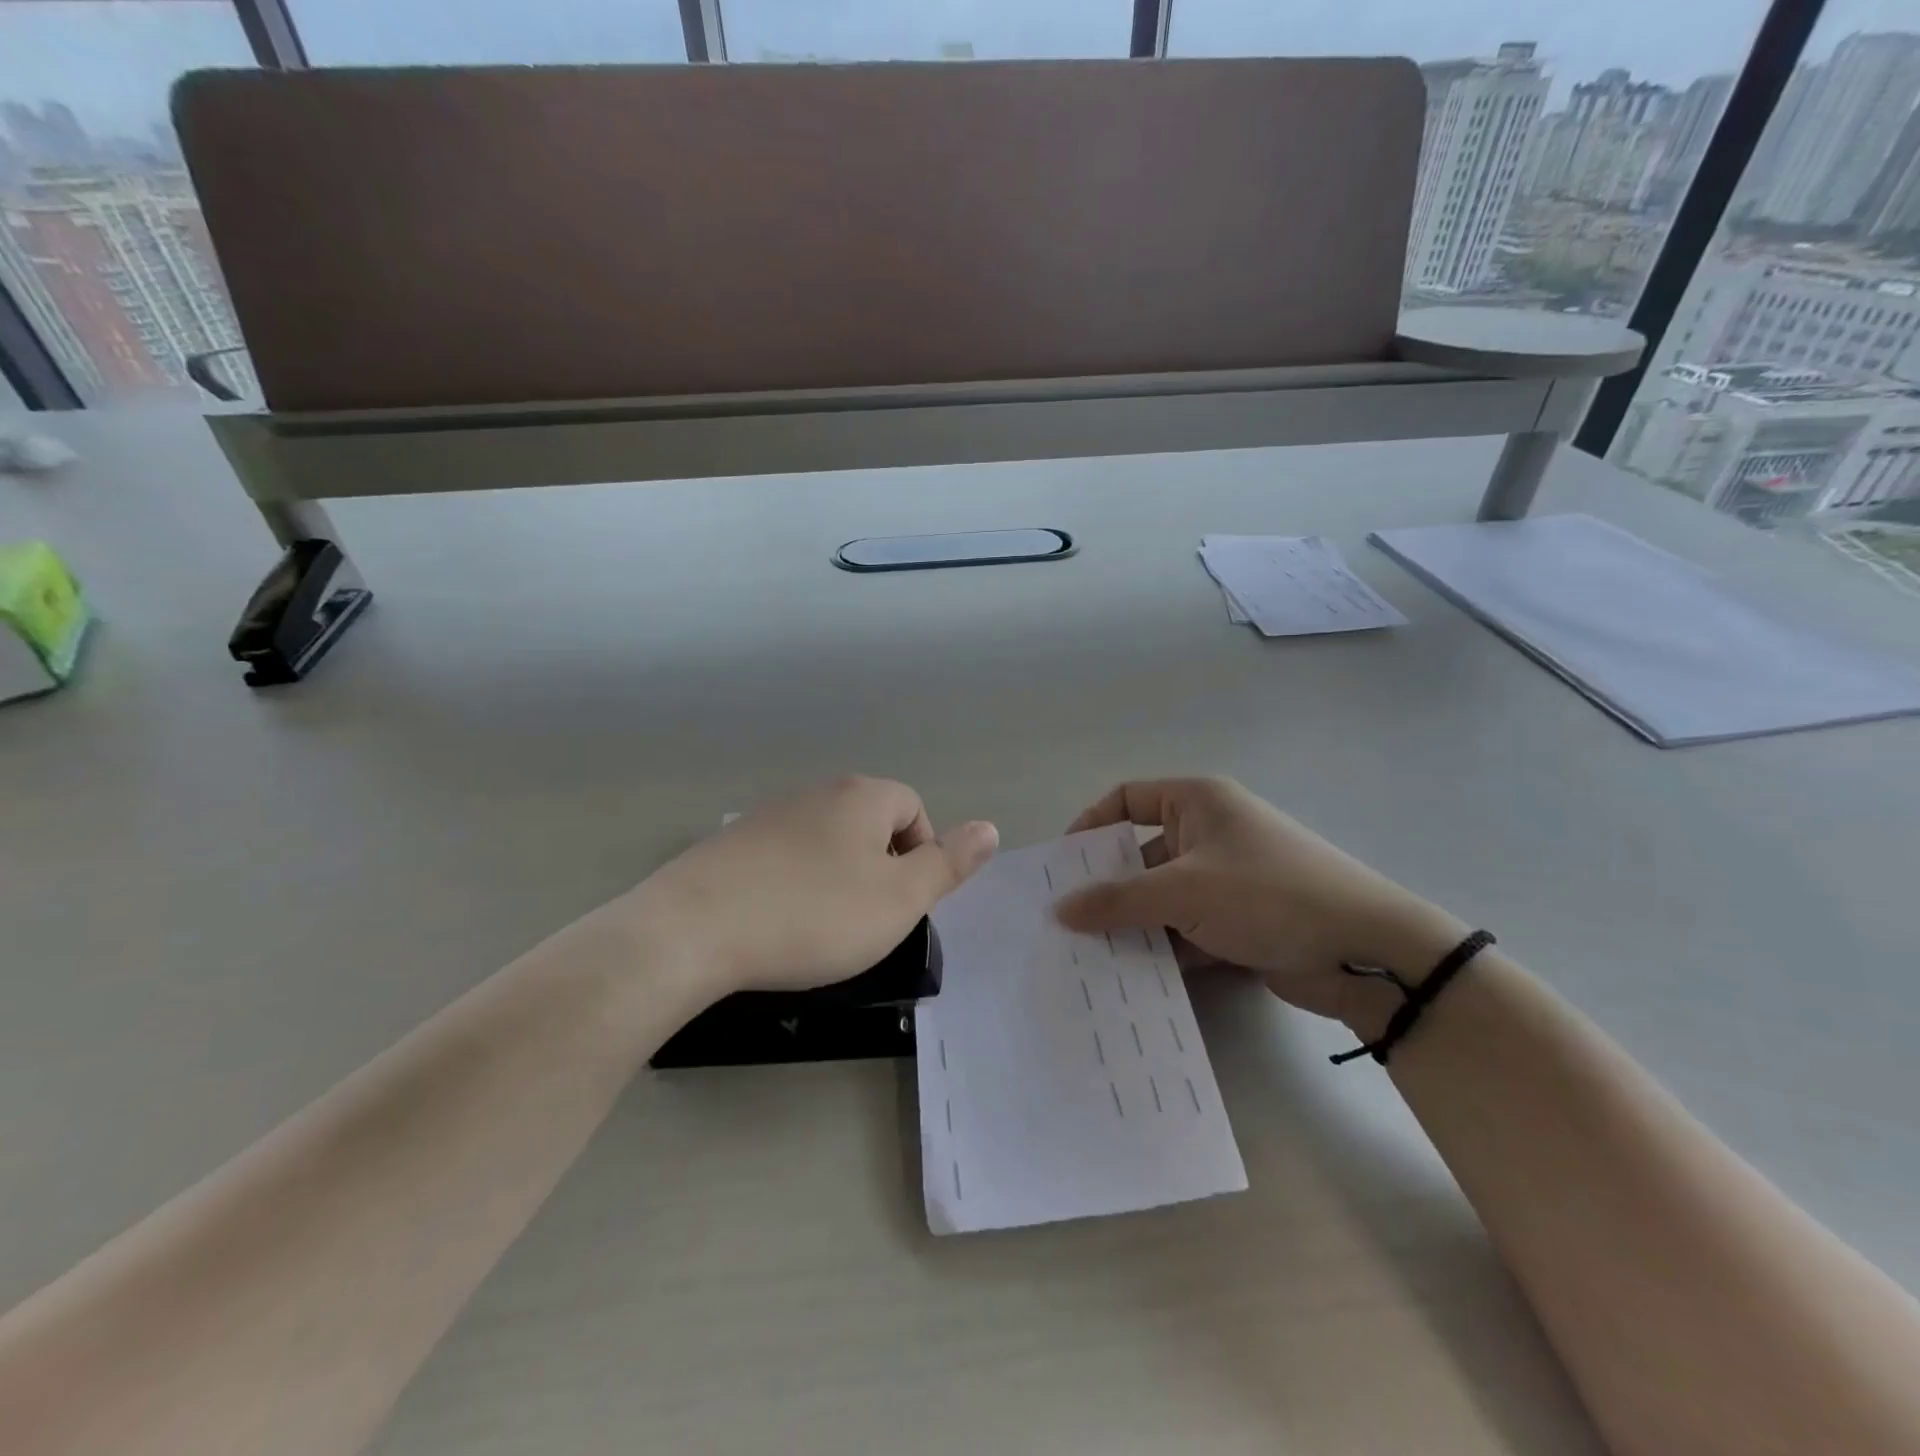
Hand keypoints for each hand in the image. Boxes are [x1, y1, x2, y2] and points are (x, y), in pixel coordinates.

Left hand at [623, 776, 997, 999]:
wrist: (694, 930)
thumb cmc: (814, 914)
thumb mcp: (899, 899)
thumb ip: (949, 864)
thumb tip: (989, 828)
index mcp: (862, 797)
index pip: (912, 809)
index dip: (920, 856)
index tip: (901, 902)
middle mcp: (816, 793)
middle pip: (869, 824)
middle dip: (879, 868)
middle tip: (867, 920)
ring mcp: (768, 815)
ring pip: (825, 843)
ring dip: (836, 878)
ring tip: (821, 927)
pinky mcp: (731, 845)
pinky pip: (783, 859)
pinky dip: (793, 886)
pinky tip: (776, 923)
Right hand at [1053, 778, 1465, 1023]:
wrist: (1366, 951)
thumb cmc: (1268, 894)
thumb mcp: (1184, 892)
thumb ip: (1117, 900)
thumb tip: (1060, 910)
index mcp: (1198, 801)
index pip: (1126, 799)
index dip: (1089, 826)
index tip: (1061, 865)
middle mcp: (1209, 832)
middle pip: (1140, 853)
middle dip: (1107, 887)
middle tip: (1067, 920)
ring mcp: (1226, 878)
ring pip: (1162, 896)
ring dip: (1133, 923)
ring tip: (1089, 956)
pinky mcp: (1239, 919)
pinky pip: (1185, 927)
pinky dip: (1163, 947)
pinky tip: (1132, 976)